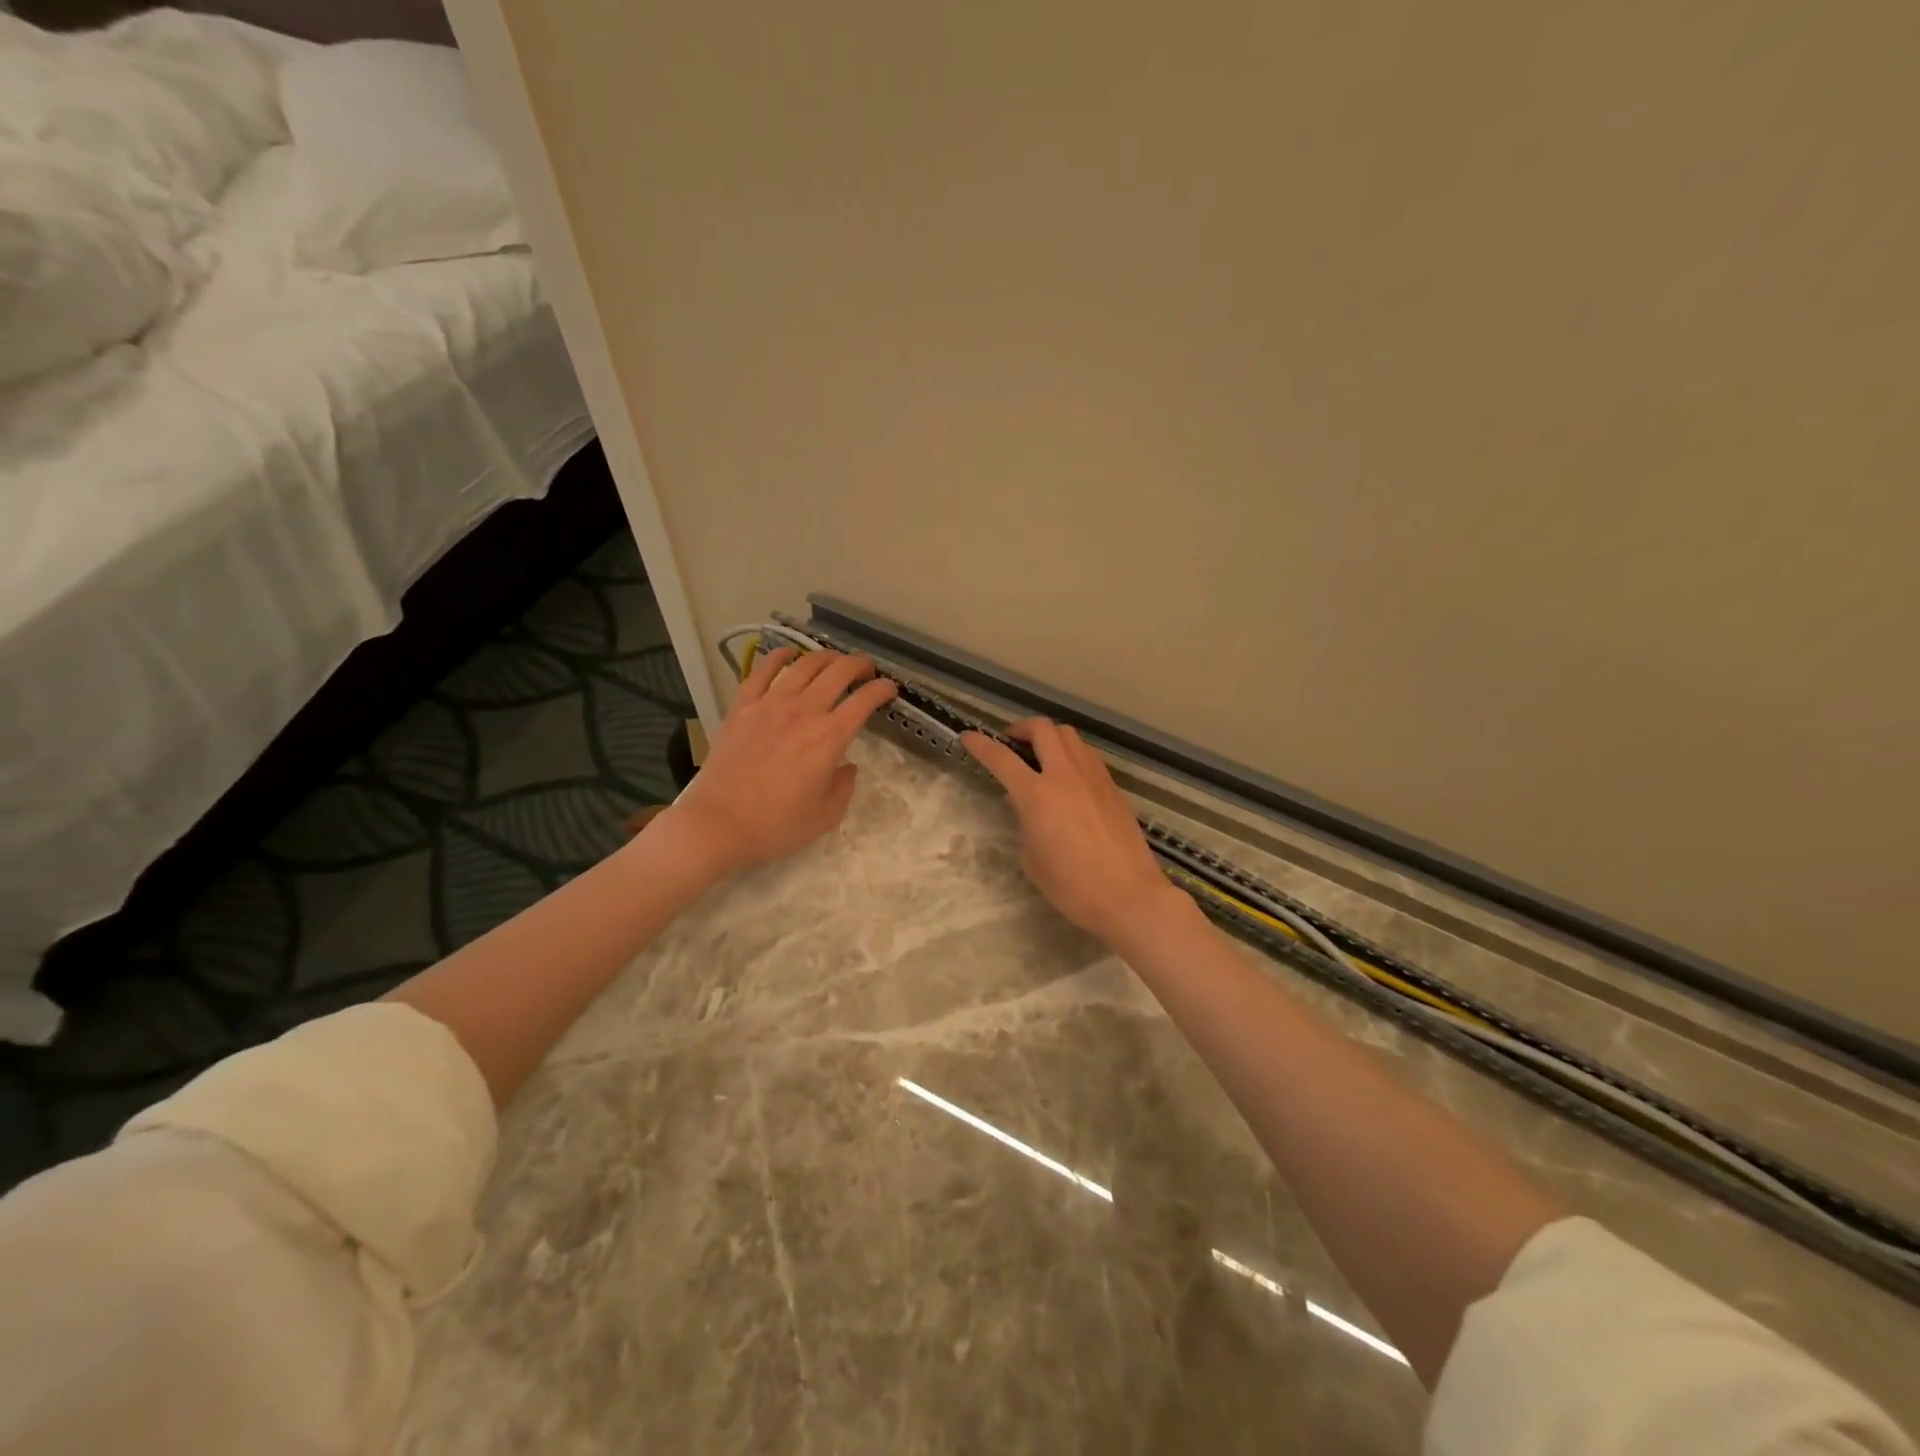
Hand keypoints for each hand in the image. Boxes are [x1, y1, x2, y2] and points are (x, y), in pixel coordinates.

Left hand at [664, 647, 897, 875]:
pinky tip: (788, 654)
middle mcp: (803, 711)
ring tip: (834, 660)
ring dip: (825, 657)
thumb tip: (848, 767)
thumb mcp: (825, 816)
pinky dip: (779, 657)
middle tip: (866, 669)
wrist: (719, 823)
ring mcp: (770, 705)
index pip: (864, 701)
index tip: (890, 689)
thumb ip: (844, 787)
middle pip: (837, 672)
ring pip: (804, 665)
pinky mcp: (742, 707)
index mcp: (829, 738)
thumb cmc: (776, 825)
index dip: (882, 690)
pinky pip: (762, 672)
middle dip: (858, 665)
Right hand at [961, 719, 1182, 945]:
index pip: (1001, 758)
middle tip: (1011, 741)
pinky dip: (1072, 753)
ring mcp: (1093, 777)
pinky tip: (1068, 774)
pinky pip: (1087, 755)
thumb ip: (1024, 822)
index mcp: (1037, 795)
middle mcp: (1065, 775)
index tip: (968, 737)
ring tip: (1042, 754)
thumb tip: (1022, 803)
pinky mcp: (1112, 786)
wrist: (1128, 895)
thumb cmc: (1071, 886)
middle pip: (1042, 729)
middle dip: (1021, 728)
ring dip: (1050, 737)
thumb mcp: (1032, 858)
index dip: (980, 744)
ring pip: (1069, 735)